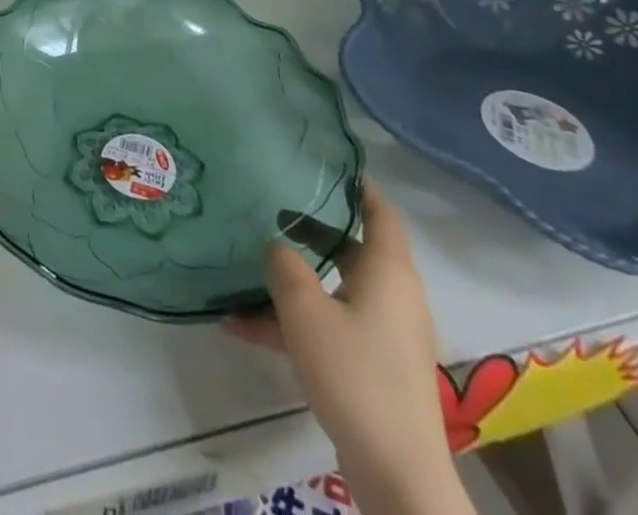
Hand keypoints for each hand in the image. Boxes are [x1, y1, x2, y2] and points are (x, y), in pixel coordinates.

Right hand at [229, 183, 467, 514]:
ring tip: (246, 266)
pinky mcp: (371, 366)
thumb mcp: (305, 310)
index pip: (381, 213)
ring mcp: (383, 334)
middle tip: (272, 204)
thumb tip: (277, 246)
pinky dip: (292, 323)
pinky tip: (241, 327)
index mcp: (389, 273)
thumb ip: (285, 266)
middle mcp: (392, 296)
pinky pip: (328, 326)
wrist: (396, 474)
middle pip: (352, 248)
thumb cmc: (356, 374)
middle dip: (311, 227)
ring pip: (333, 288)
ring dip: (293, 279)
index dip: (359, 186)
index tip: (328, 162)